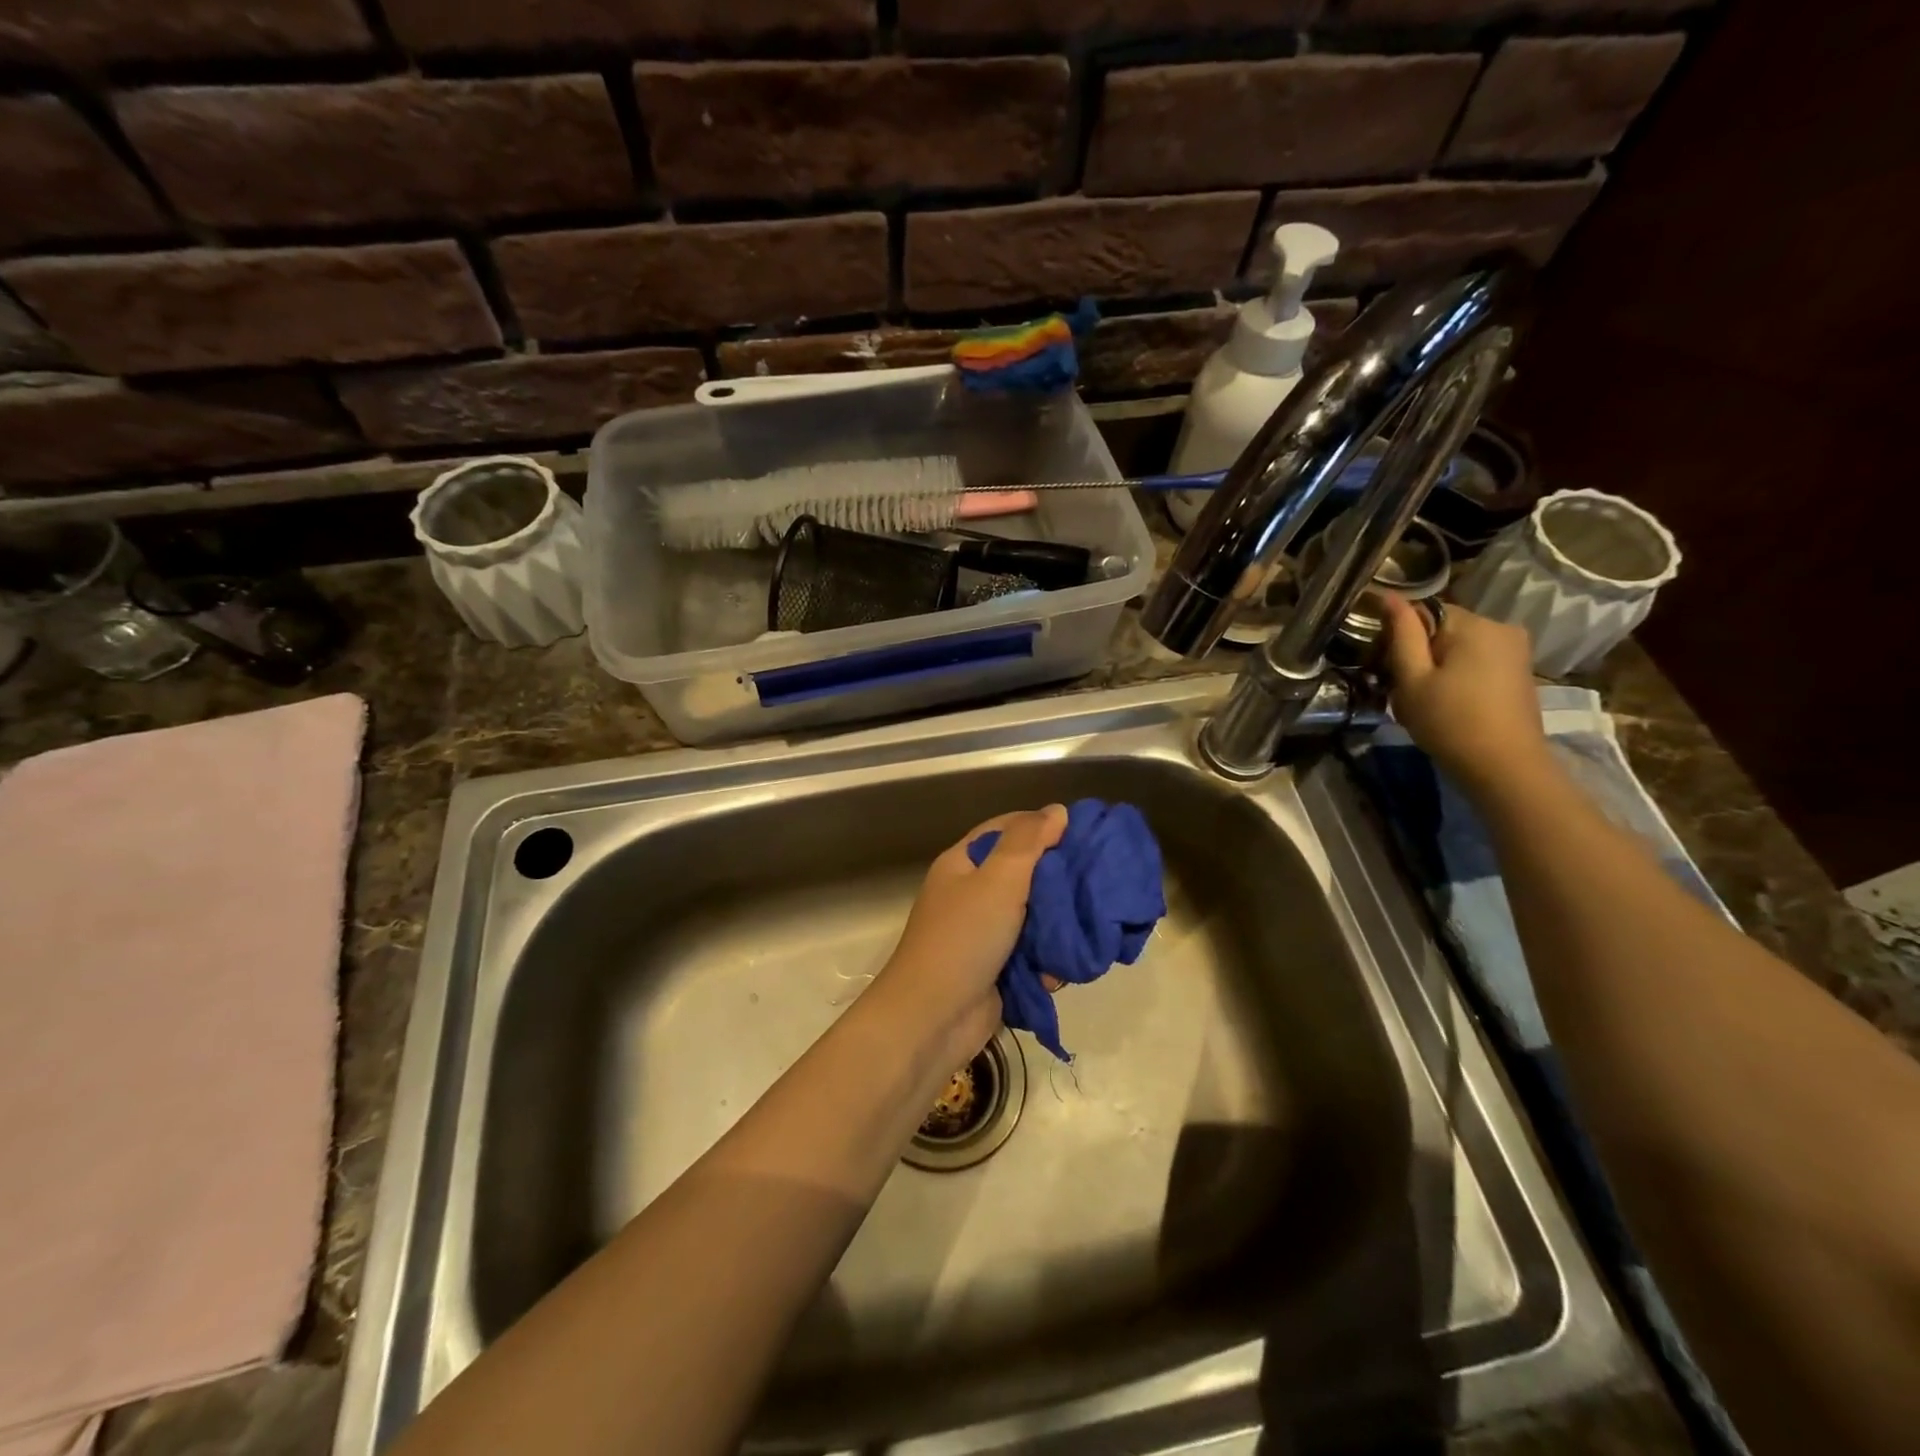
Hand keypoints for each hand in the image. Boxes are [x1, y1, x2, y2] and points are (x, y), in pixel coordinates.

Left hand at [870, 805, 1068, 1071]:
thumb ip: (1028, 842)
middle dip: (1058, 882)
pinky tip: (1060, 971)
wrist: (932, 1019)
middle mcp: (971, 893)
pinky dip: (1046, 962)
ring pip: (1032, 917)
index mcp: (963, 863)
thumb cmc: (963, 938)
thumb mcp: (998, 880)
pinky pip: (1030, 955)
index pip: (1006, 829)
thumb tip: (1056, 810)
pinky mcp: (995, 969)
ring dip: (1056, 928)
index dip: (1042, 825)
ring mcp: (982, 934)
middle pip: (1023, 874)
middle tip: (1095, 883)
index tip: (1083, 832)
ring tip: (1084, 930)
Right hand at [1382, 595, 1549, 794]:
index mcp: (1473, 624)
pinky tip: (1449, 701)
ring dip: (1437, 664)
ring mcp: (1515, 648)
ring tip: (1425, 698)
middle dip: (1419, 651)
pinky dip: (1458, 673)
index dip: (1399, 636)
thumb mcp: (1412, 679)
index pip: (1422, 611)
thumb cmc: (1449, 721)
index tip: (1386, 666)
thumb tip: (1388, 596)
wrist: (1504, 767)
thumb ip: (1401, 634)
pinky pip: (1477, 658)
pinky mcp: (1519, 669)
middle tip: (1403, 688)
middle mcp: (1500, 626)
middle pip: (1442, 627)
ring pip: (1458, 644)